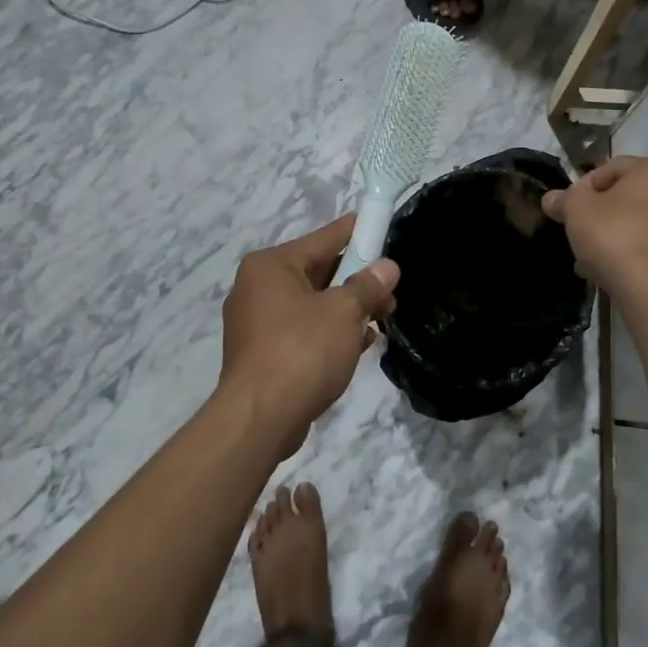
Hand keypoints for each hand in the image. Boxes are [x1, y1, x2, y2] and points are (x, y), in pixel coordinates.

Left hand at [218, 215, 399, 456]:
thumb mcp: (344, 312)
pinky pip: (303, 331)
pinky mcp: (262, 353)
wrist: (260, 419)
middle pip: (318, 271)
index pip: (324, 238)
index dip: (357, 233)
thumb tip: (387, 267)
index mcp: (271, 266)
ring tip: (383, 318)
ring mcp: (256, 322)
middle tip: (391, 291)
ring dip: (347, 310)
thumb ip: (367, 286)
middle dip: (357, 281)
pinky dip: (330, 333)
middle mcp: (257, 287)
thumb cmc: (302, 352)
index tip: (383, 227)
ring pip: (312, 304)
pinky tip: (360, 343)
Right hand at [540, 156, 647, 295]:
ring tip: (588, 257)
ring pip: (635, 224)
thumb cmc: (614, 236)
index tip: (568, 208)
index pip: (611, 168)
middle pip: (625, 197)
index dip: (583, 187)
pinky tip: (607, 271)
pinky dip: (627, 253)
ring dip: (610, 235)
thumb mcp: (576, 209)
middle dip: (598, 213)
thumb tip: (552, 198)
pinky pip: (647, 247)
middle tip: (577, 232)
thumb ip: (563, 199)